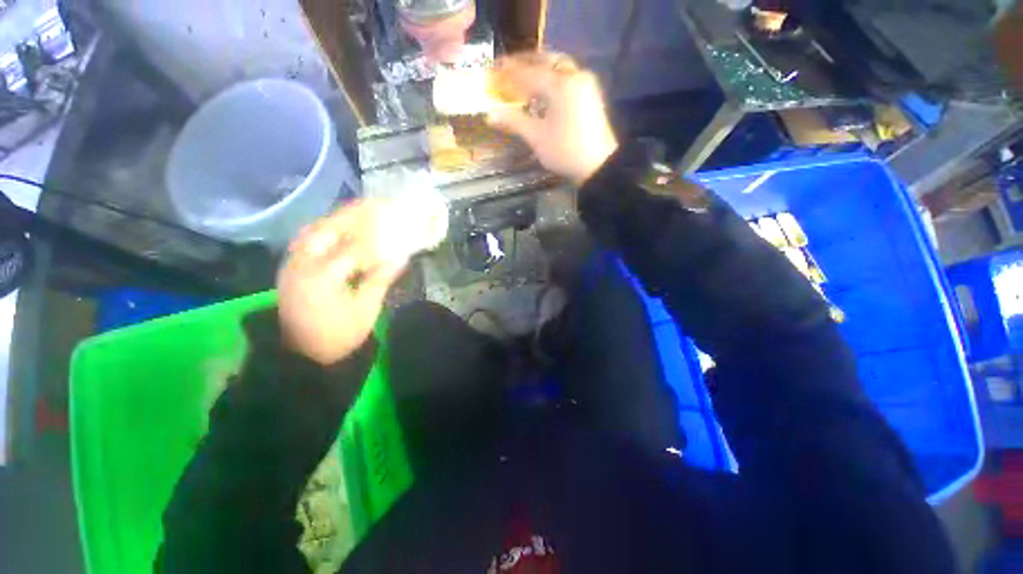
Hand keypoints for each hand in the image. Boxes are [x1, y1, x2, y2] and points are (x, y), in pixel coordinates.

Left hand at [278, 201, 405, 364]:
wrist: (301, 355)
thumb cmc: (338, 336)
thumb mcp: (365, 311)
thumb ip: (380, 280)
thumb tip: (400, 256)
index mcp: (323, 277)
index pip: (354, 246)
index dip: (378, 233)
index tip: (395, 221)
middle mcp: (302, 264)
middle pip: (327, 229)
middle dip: (352, 215)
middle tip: (374, 204)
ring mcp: (292, 265)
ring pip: (313, 232)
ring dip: (336, 219)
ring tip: (358, 211)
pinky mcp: (290, 269)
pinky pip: (307, 241)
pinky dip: (324, 231)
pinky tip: (338, 230)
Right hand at [487, 52, 618, 185]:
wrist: (598, 166)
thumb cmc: (565, 152)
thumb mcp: (537, 138)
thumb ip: (514, 121)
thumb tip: (490, 114)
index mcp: (560, 85)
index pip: (528, 72)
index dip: (508, 73)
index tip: (491, 71)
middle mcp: (574, 75)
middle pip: (545, 60)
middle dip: (524, 63)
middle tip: (506, 68)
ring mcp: (585, 83)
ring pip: (557, 66)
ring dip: (538, 68)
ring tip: (521, 75)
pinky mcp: (589, 93)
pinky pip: (566, 76)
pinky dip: (551, 76)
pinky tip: (541, 87)